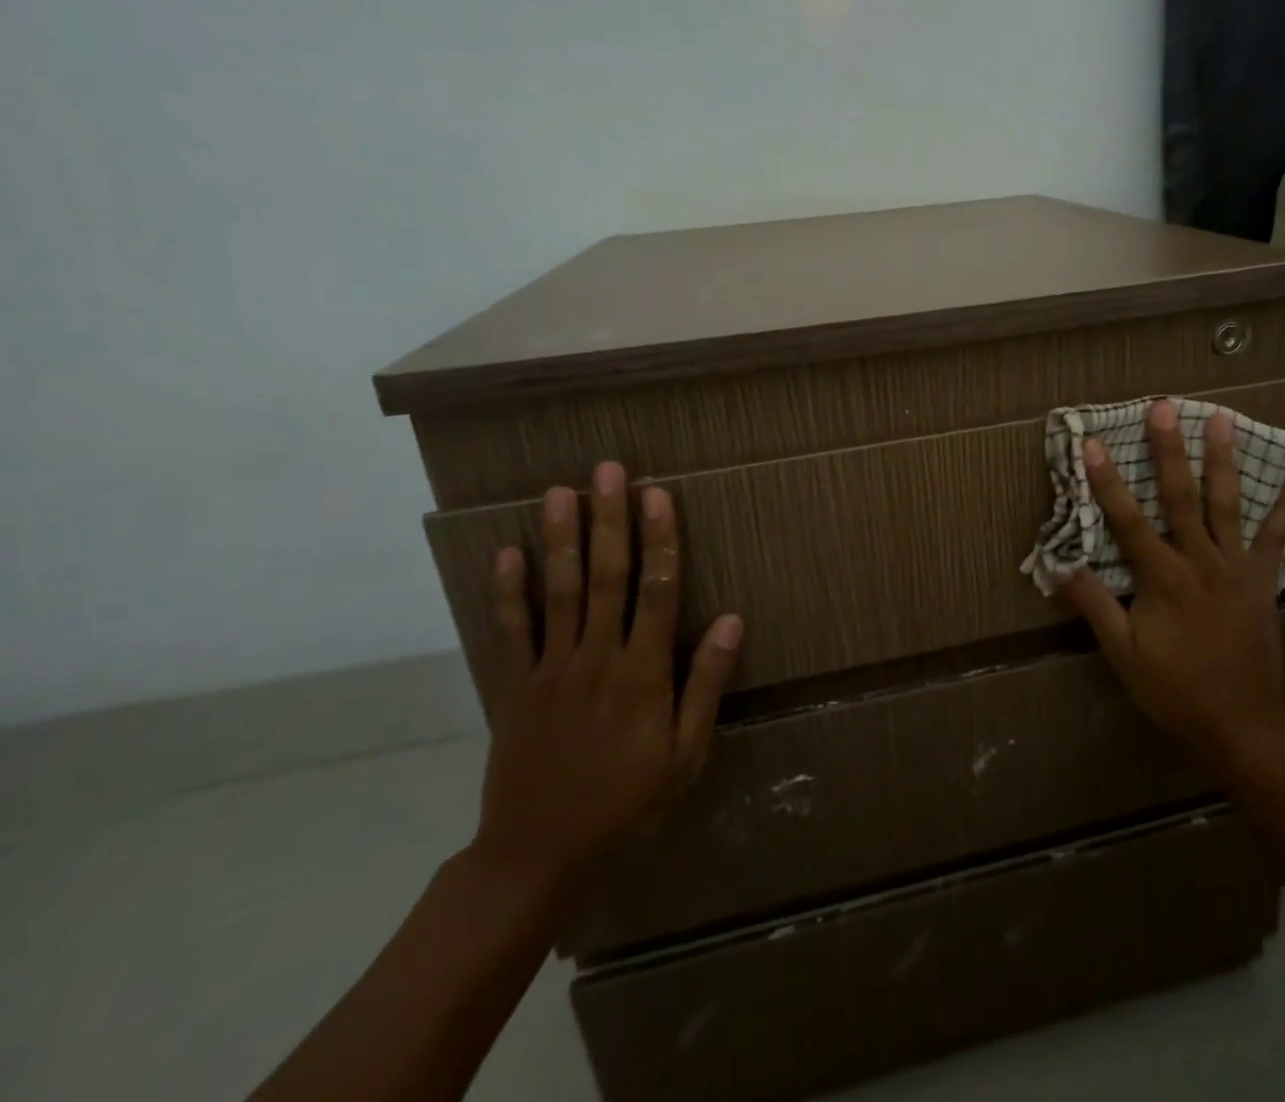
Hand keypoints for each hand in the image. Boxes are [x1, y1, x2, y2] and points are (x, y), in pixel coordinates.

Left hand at [470, 462, 743, 897]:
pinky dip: (508, 591)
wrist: (540, 854)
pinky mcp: (515, 686)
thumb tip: (734, 620)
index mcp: (643, 673)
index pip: (658, 591)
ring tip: (562, 491)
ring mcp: (551, 669)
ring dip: (562, 539)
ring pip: (559, 592)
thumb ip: (706, 683)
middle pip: (606, 577)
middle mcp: (597, 658)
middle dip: (610, 521)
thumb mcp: (685, 753)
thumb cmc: (627, 801)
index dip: (660, 540)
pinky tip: (508, 551)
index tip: (659, 495)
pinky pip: (511, 631)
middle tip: (610, 471)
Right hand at [1054, 400, 1284, 767]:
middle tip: (1164, 407)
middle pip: (1181, 496)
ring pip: (1228, 504)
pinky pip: (1278, 536)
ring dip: (1223, 459)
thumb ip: (1094, 605)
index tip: (1095, 443)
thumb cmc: (1175, 689)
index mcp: (1162, 578)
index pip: (1127, 520)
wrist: (1241, 724)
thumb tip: (1057, 566)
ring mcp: (1236, 567)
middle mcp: (1200, 561)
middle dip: (1169, 450)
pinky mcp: (1263, 579)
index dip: (1108, 481)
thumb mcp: (1123, 653)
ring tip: (1222, 418)